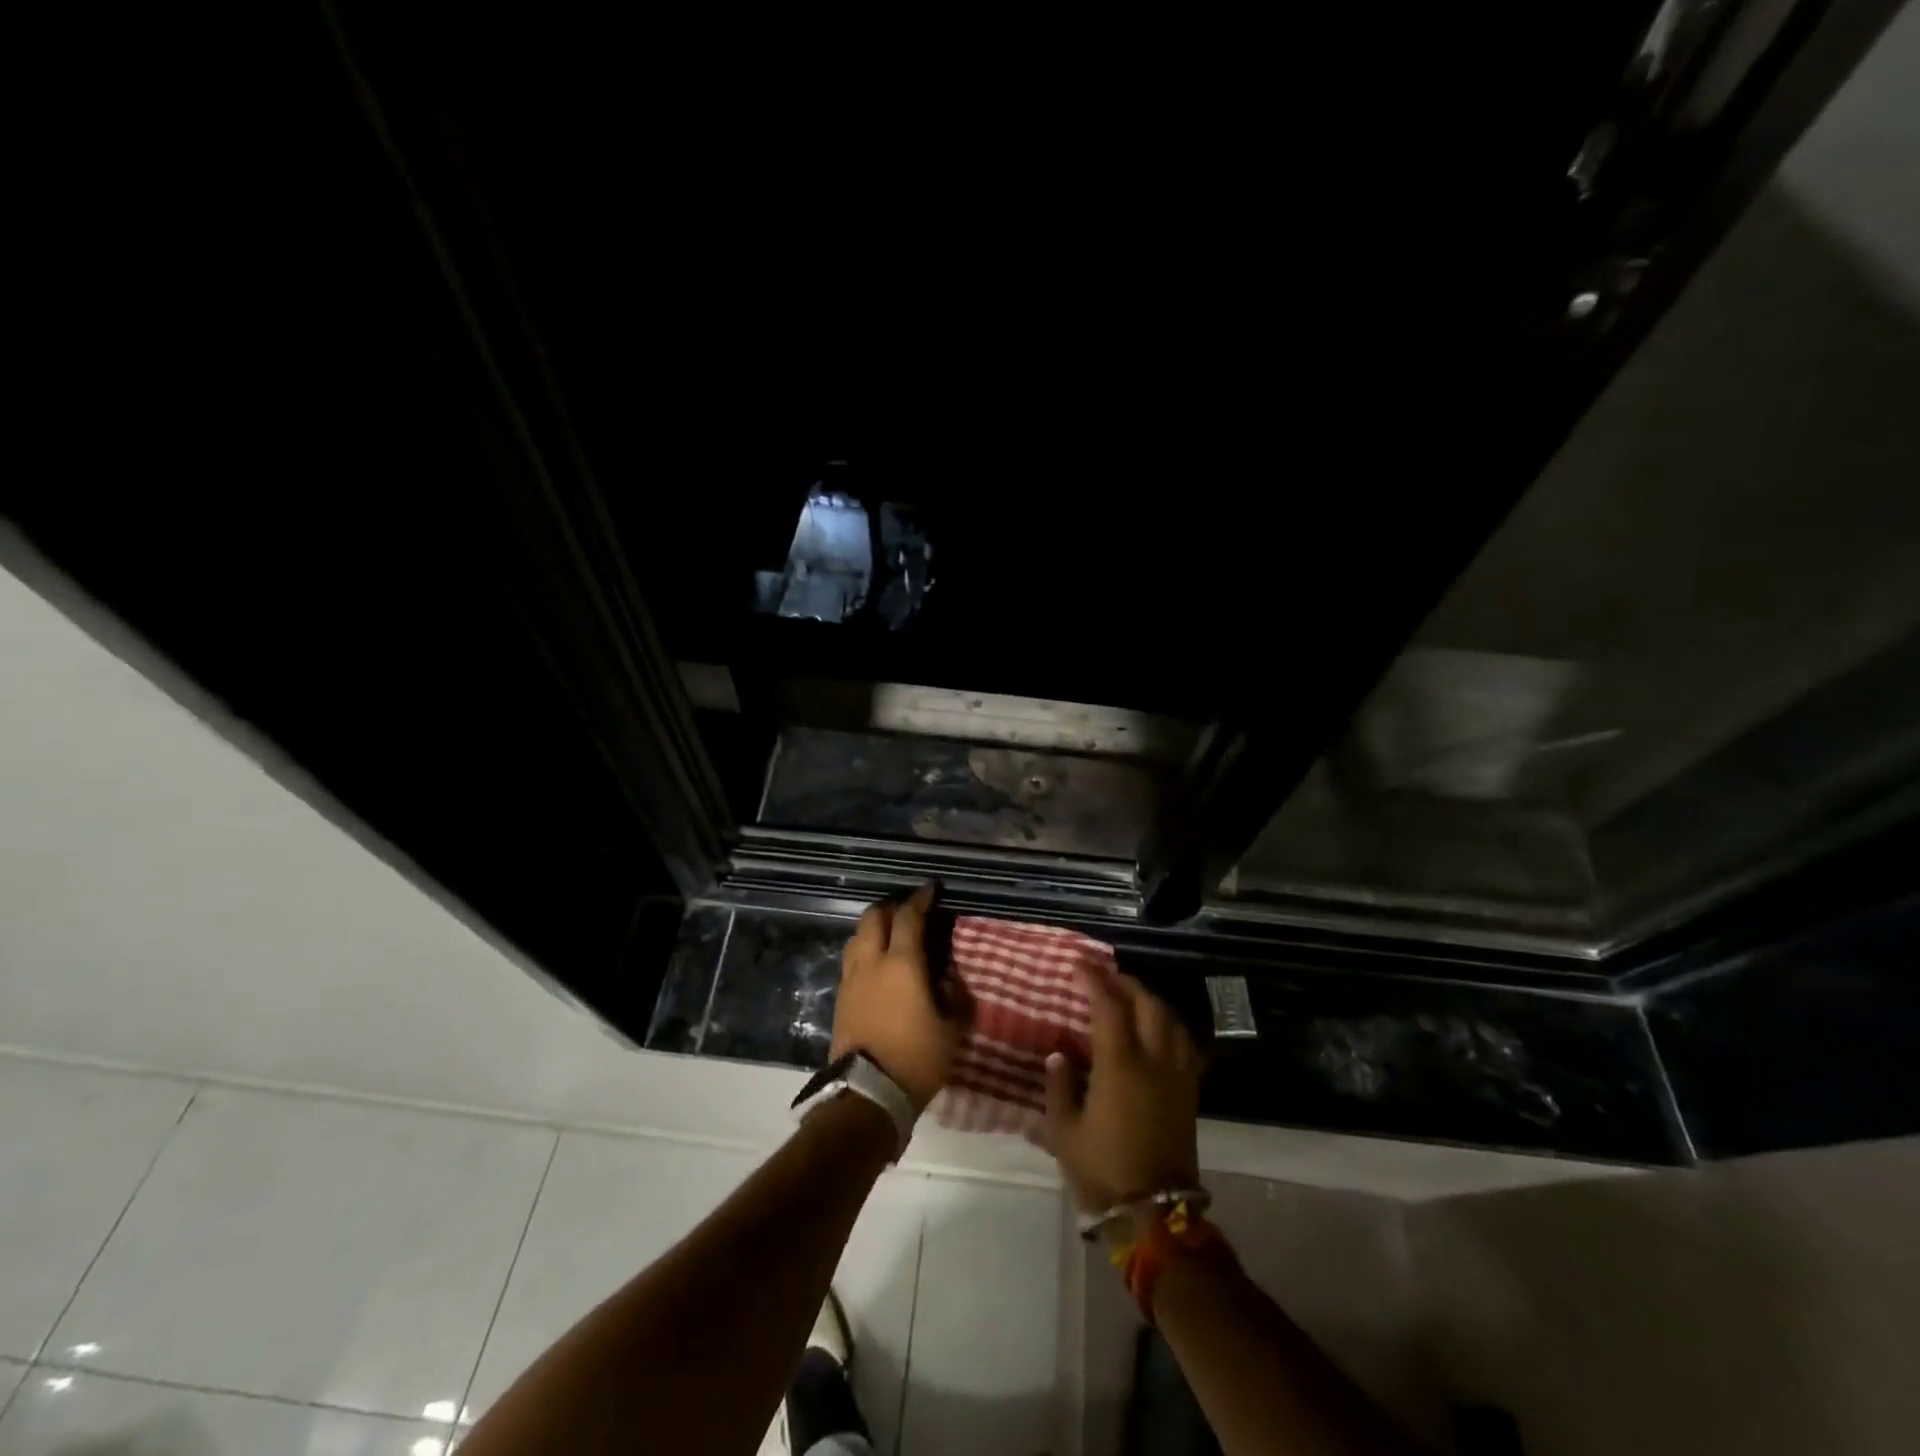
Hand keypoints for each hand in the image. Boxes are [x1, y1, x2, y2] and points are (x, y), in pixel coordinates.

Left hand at [831, 885, 965, 1112]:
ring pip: (857, 937)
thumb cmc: (916, 1059)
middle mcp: (871, 963)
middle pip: (874, 917)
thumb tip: (952, 978)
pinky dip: (865, 950)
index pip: (908, 917)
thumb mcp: (951, 1030)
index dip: (920, 898)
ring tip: (891, 934)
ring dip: (874, 928)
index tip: (931, 889)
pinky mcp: (839, 999)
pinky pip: (852, 960)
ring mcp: (851, 980)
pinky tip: (877, 964)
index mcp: (901, 964)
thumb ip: (954, 997)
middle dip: (891, 907)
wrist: (867, 1095)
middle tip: (909, 910)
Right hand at [1043, 963, 1201, 1214]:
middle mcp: (1153, 1060)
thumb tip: (1058, 1054)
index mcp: (1120, 1064)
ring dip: (1149, 999)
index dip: (1093, 980)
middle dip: (1125, 982)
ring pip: (1170, 1019)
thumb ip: (1059, 1087)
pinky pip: (1184, 1043)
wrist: (1155, 1214)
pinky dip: (1168, 1025)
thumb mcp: (1064, 1131)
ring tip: (1130, 997)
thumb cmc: (1103, 1171)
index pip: (1108, 1005)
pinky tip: (1157, 1030)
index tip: (1078, 964)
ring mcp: (1176, 1075)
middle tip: (1104, 976)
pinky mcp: (1189, 1092)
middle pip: (1146, 1003)